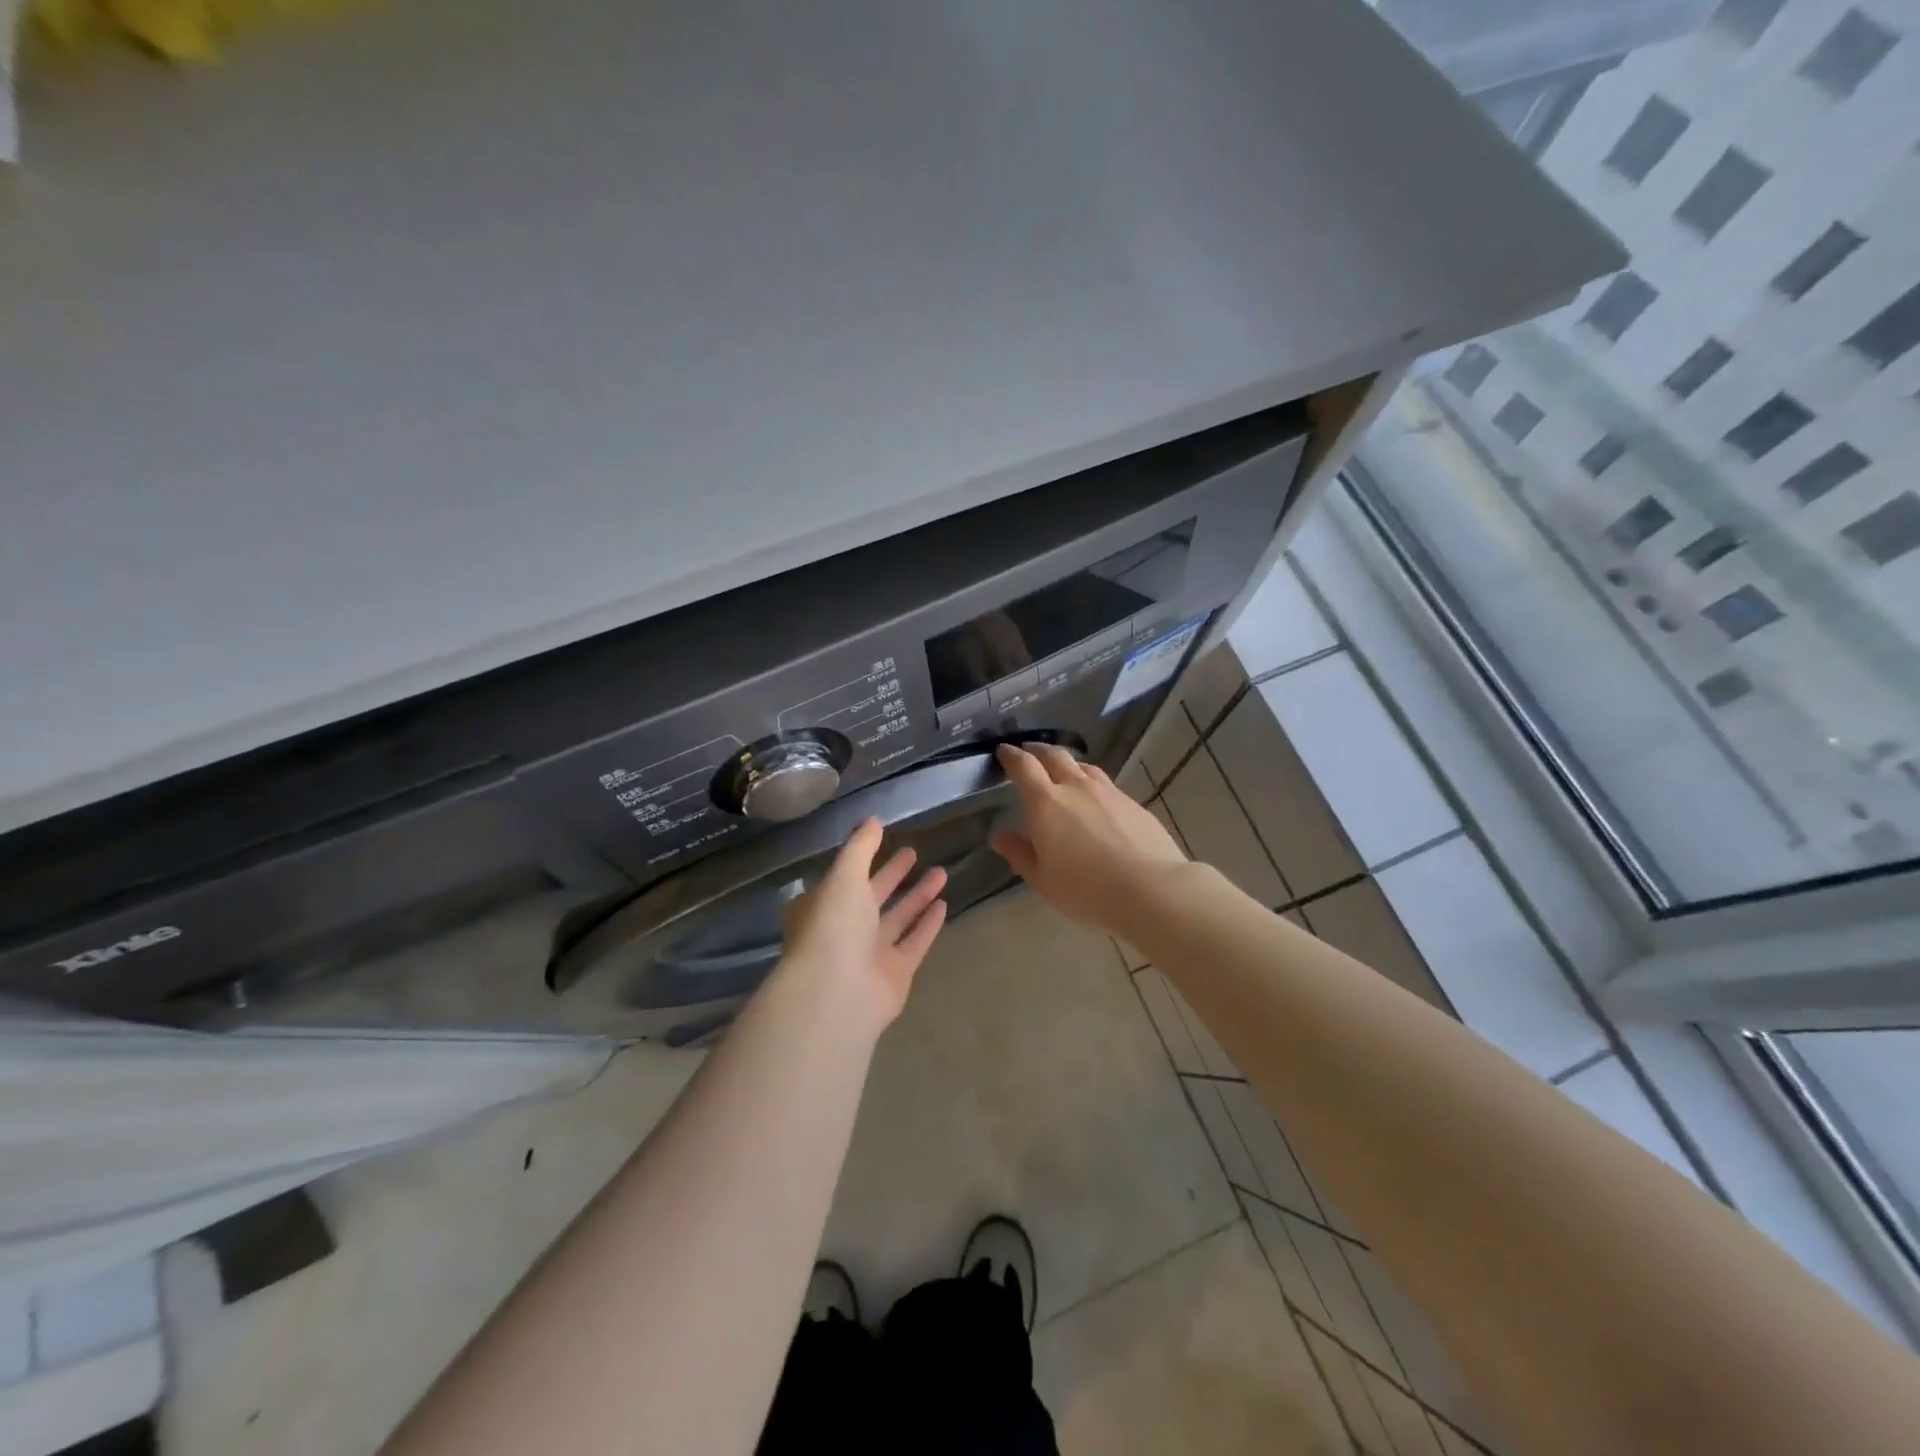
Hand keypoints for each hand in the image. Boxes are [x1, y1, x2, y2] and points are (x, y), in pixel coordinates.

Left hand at [778, 818, 947, 1032]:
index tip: (885, 839)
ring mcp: (869, 955)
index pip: (845, 878)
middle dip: (893, 875)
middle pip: (873, 897)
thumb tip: (872, 819)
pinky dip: (927, 925)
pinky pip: (914, 943)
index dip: (864, 858)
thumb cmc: (833, 924)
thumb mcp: (844, 874)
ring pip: (897, 919)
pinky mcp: (895, 974)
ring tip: (941, 872)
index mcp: (823, 906)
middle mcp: (844, 930)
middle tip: (915, 852)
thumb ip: (860, 847)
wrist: (838, 991)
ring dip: (917, 896)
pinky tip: (944, 905)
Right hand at [990, 742, 1187, 931]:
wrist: (1150, 888)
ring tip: (1062, 772)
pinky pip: (1105, 784)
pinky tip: (1095, 799)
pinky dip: (1091, 783)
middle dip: (1038, 750)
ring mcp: (1108, 792)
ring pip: (1083, 767)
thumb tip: (1000, 836)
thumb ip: (1019, 853)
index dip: (1011, 756)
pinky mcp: (1132, 802)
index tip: (1003, 751)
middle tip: (1029, 752)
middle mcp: (1076, 787)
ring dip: (1067, 764)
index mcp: (1046, 803)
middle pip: (1054, 756)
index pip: (1024, 766)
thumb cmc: (1086, 889)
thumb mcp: (1042, 879)